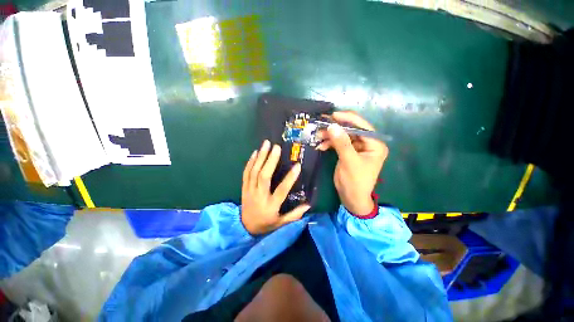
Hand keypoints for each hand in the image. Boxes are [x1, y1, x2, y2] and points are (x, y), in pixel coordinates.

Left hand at [241, 140, 310, 234]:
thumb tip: (309, 205)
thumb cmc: (266, 224)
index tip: (298, 166)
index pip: (281, 190)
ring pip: (254, 172)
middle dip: (270, 160)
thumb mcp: (281, 223)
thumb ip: (295, 214)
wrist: (245, 228)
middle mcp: (259, 196)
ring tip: (266, 144)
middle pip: (264, 176)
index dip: (290, 178)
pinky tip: (255, 152)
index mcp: (270, 205)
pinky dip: (250, 162)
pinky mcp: (244, 187)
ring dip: (260, 157)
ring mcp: (249, 190)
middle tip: (276, 147)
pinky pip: (246, 173)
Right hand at [317, 111, 388, 215]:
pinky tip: (321, 146)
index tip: (332, 115)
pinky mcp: (348, 152)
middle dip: (335, 128)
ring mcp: (357, 148)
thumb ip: (342, 143)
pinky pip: (338, 143)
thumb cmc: (355, 182)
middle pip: (351, 130)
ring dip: (330, 136)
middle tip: (321, 126)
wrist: (351, 198)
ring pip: (343, 136)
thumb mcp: (349, 161)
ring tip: (318, 136)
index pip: (362, 126)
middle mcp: (368, 143)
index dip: (347, 119)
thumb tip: (332, 125)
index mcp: (375, 144)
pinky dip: (329, 143)